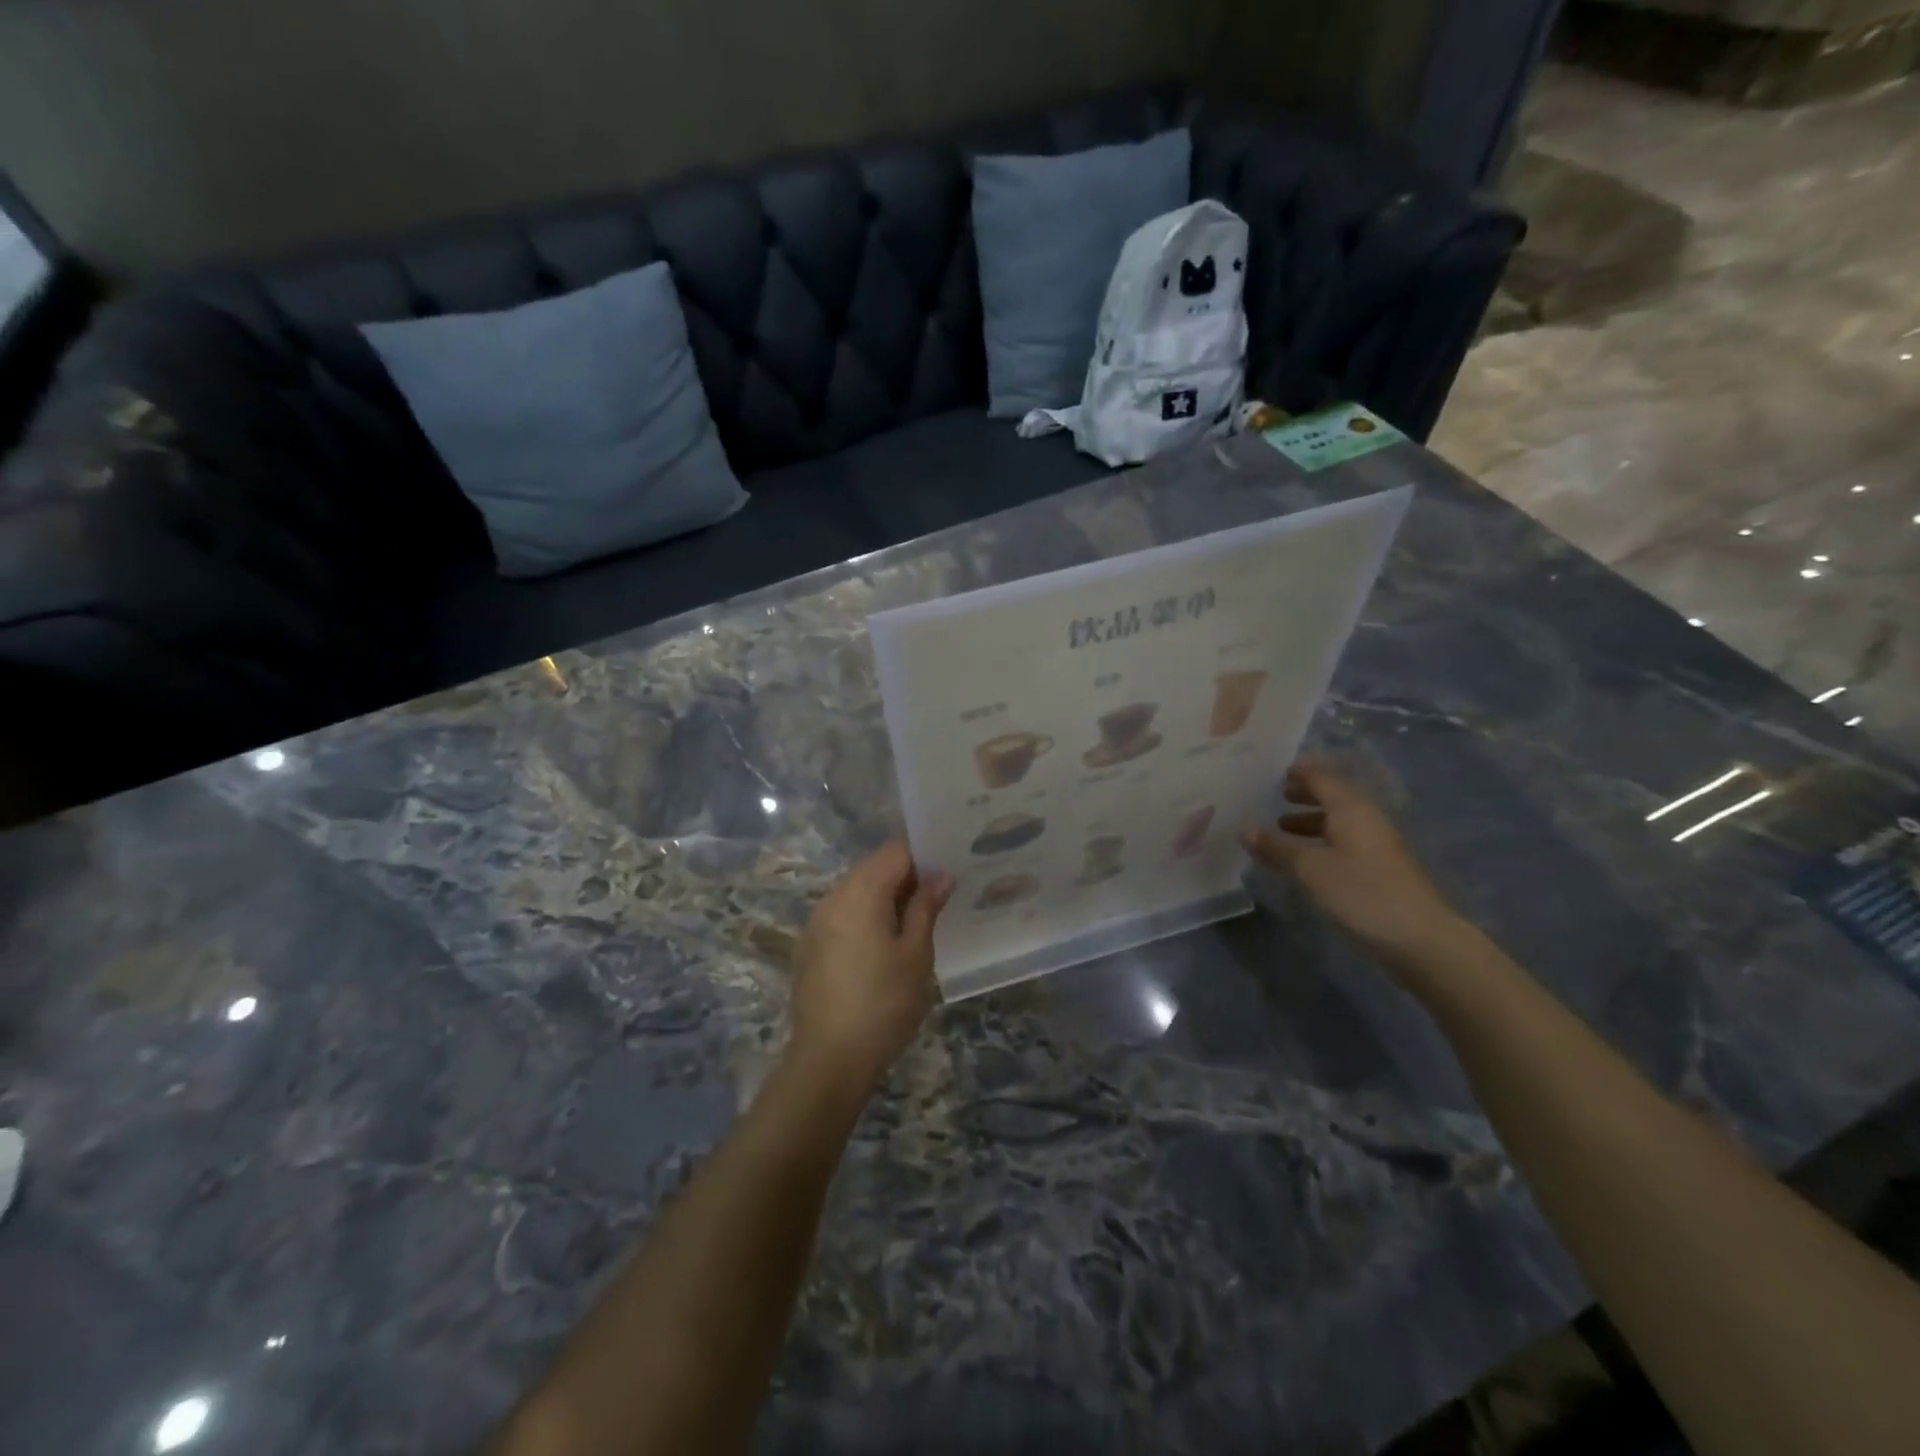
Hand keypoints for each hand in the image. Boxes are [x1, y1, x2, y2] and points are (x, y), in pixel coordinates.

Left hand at [789, 841, 954, 1091]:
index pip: (894, 851)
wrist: (829, 1060)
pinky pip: (844, 914)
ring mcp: (817, 922)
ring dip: (887, 896)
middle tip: (941, 894)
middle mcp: (833, 897)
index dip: (924, 854)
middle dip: (907, 875)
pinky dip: (867, 916)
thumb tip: (941, 875)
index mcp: (860, 892)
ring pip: (857, 891)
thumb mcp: (916, 955)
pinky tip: (886, 943)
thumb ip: (926, 907)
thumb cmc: (883, 1004)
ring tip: (918, 918)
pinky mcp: (811, 946)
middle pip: (873, 868)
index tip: (950, 866)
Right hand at [1242, 762, 1468, 975]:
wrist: (1421, 940)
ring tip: (1283, 827)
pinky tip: (1307, 860)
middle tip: (1277, 795)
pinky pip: (1346, 843)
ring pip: (1341, 822)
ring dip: (1312, 820)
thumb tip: (1246, 831)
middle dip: (1306, 794)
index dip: (1299, 773)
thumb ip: (1277, 849)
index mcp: (1351, 810)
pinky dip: (1323, 842)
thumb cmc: (1362, 894)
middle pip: (1335, 797)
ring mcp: (1379, 846)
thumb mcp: (1310, 870)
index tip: (1275, 772)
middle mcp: (1367, 820)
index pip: (1322, 778)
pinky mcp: (1382, 870)